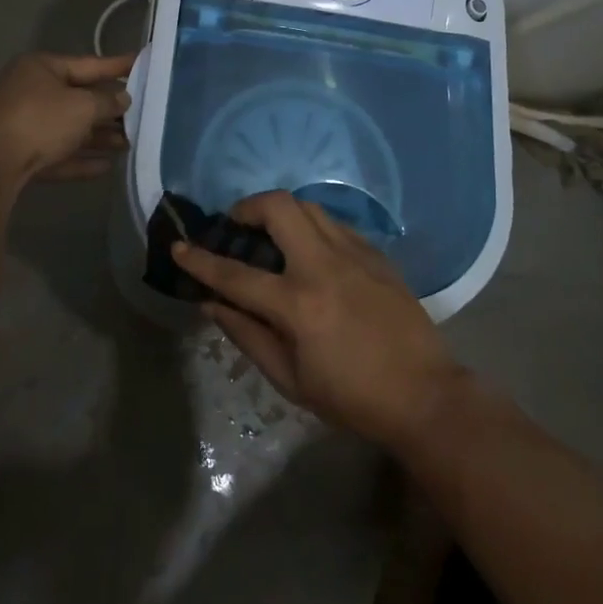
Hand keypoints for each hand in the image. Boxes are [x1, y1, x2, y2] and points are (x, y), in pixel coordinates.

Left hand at [0, 52, 134, 188]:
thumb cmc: (40, 120)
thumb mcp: (82, 106)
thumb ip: (107, 101)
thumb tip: (123, 99)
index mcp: (42, 68)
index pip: (88, 63)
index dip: (117, 65)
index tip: (141, 63)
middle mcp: (31, 92)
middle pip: (79, 98)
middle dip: (110, 109)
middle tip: (142, 113)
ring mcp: (24, 125)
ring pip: (70, 128)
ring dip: (99, 136)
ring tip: (130, 143)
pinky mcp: (22, 155)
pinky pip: (59, 153)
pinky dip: (81, 158)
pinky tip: (107, 166)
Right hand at [170, 192, 465, 450]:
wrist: (423, 393)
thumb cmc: (351, 397)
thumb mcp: (291, 379)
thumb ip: (247, 335)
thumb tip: (212, 304)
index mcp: (298, 304)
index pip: (235, 274)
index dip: (201, 260)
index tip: (179, 247)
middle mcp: (323, 265)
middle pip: (278, 207)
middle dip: (248, 207)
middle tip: (237, 225)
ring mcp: (354, 253)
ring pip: (308, 207)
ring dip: (281, 213)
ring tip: (271, 236)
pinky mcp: (375, 253)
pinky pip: (334, 224)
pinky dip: (312, 227)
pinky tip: (310, 253)